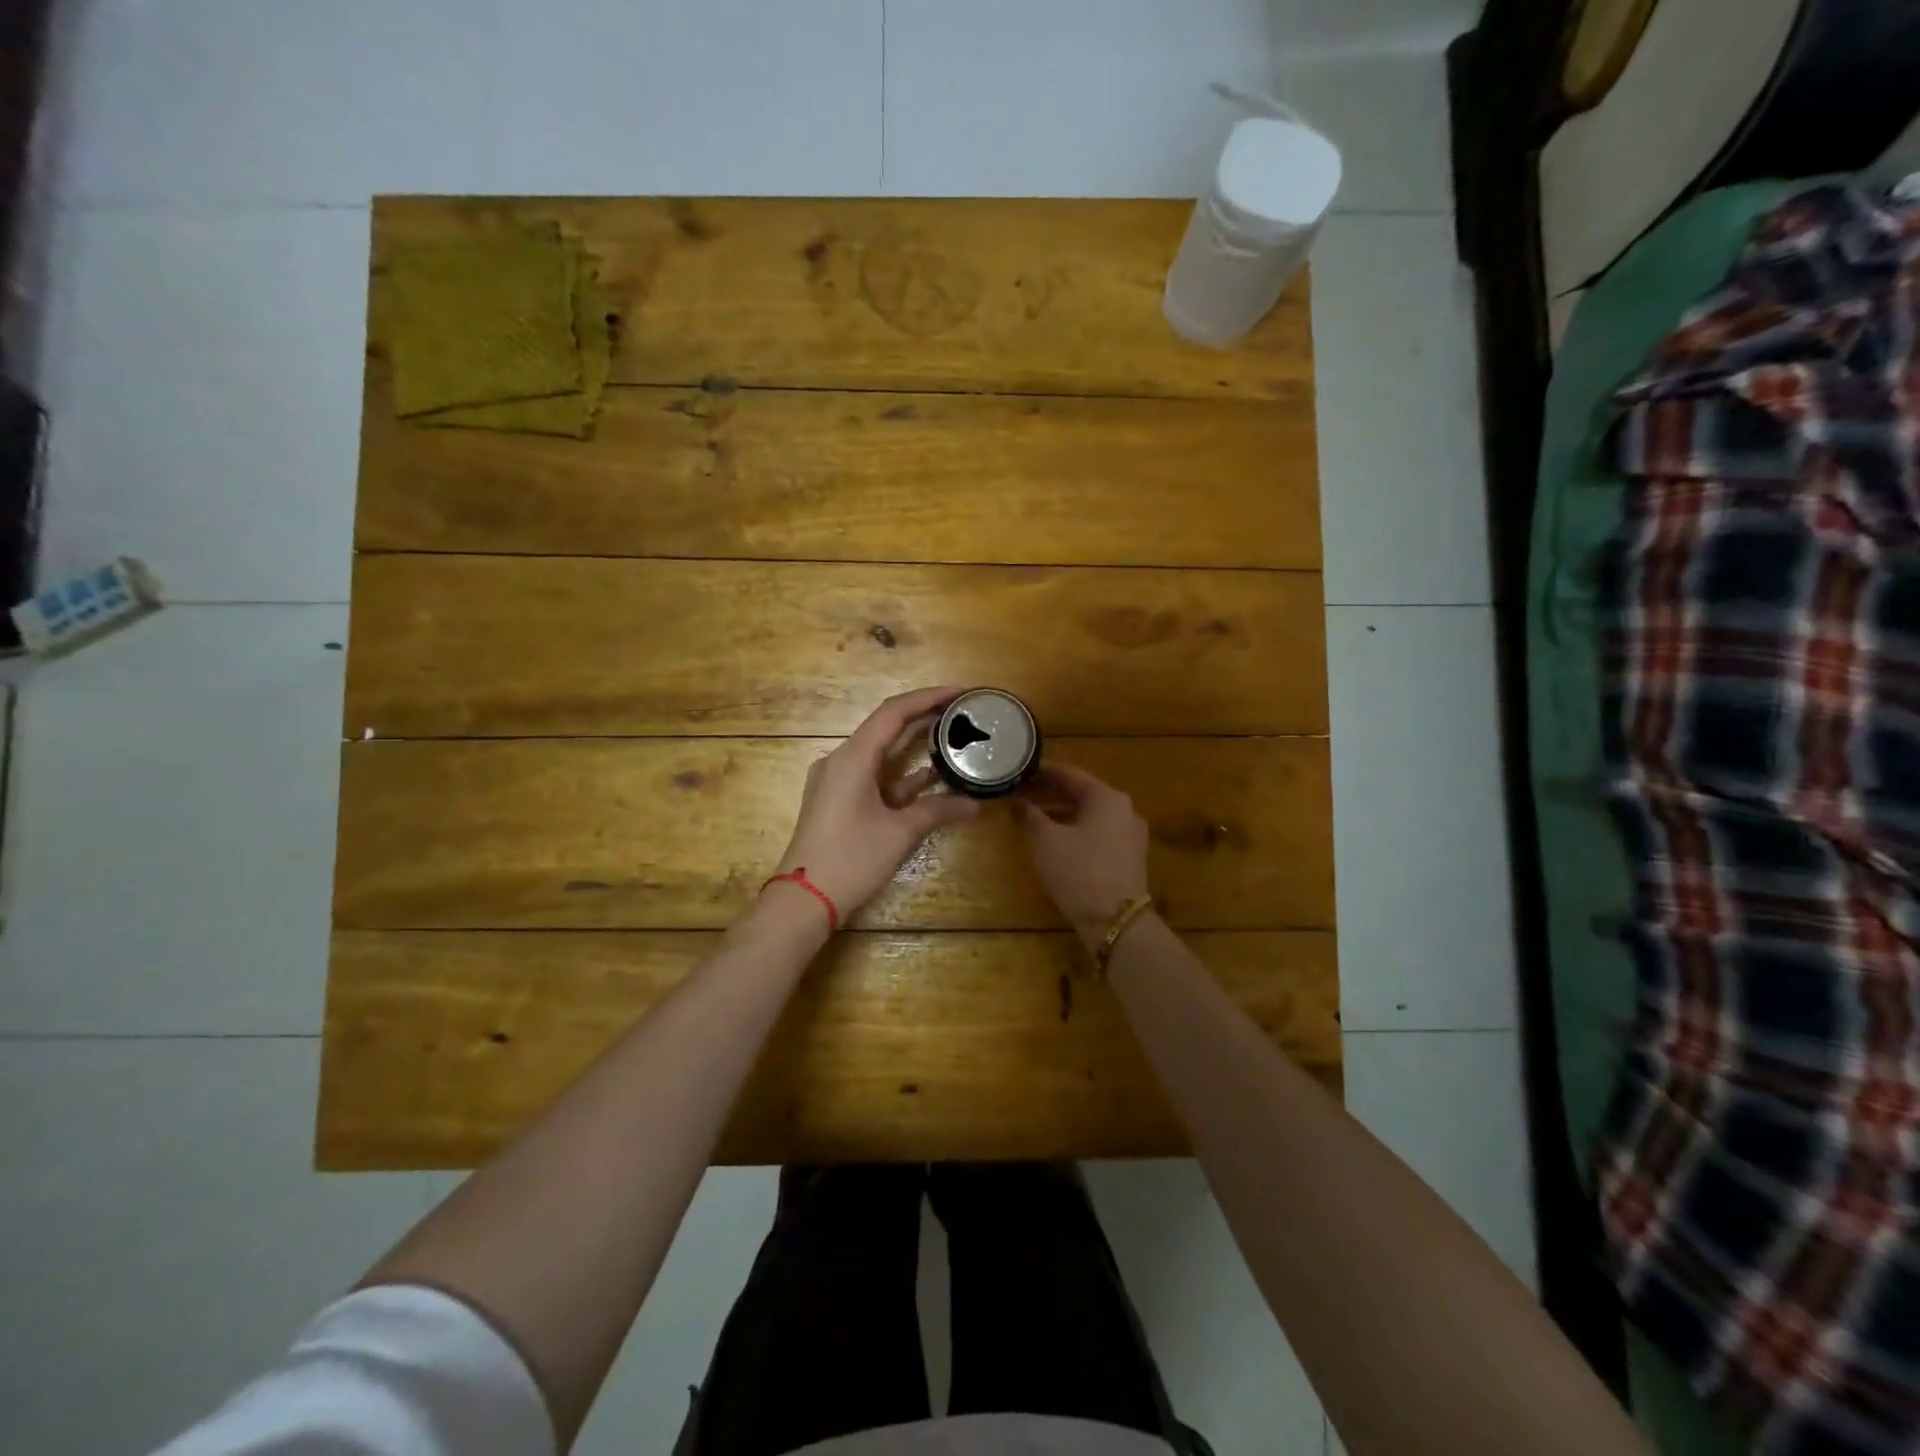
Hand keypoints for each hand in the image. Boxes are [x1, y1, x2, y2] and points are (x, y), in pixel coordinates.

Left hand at [771, 687, 981, 920]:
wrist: (804, 900)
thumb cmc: (851, 859)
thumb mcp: (900, 833)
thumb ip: (938, 811)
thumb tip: (976, 804)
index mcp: (852, 758)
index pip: (894, 712)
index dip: (929, 697)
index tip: (961, 692)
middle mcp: (841, 760)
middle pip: (886, 727)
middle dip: (924, 717)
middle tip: (962, 712)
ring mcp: (837, 781)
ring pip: (880, 753)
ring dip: (914, 746)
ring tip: (952, 738)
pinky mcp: (838, 802)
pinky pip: (873, 776)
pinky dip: (901, 775)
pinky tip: (931, 777)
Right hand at [1012, 763, 1151, 946]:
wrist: (1116, 921)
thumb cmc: (1079, 871)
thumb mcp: (1046, 841)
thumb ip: (1029, 815)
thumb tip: (1018, 802)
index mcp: (1107, 797)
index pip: (1070, 774)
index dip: (1042, 771)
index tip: (1020, 770)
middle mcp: (1124, 809)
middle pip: (1081, 793)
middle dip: (1049, 793)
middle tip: (1021, 793)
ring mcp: (1130, 834)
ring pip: (1089, 814)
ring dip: (1061, 812)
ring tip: (1031, 816)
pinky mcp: (1129, 856)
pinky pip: (1097, 832)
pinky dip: (1075, 829)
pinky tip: (1054, 839)